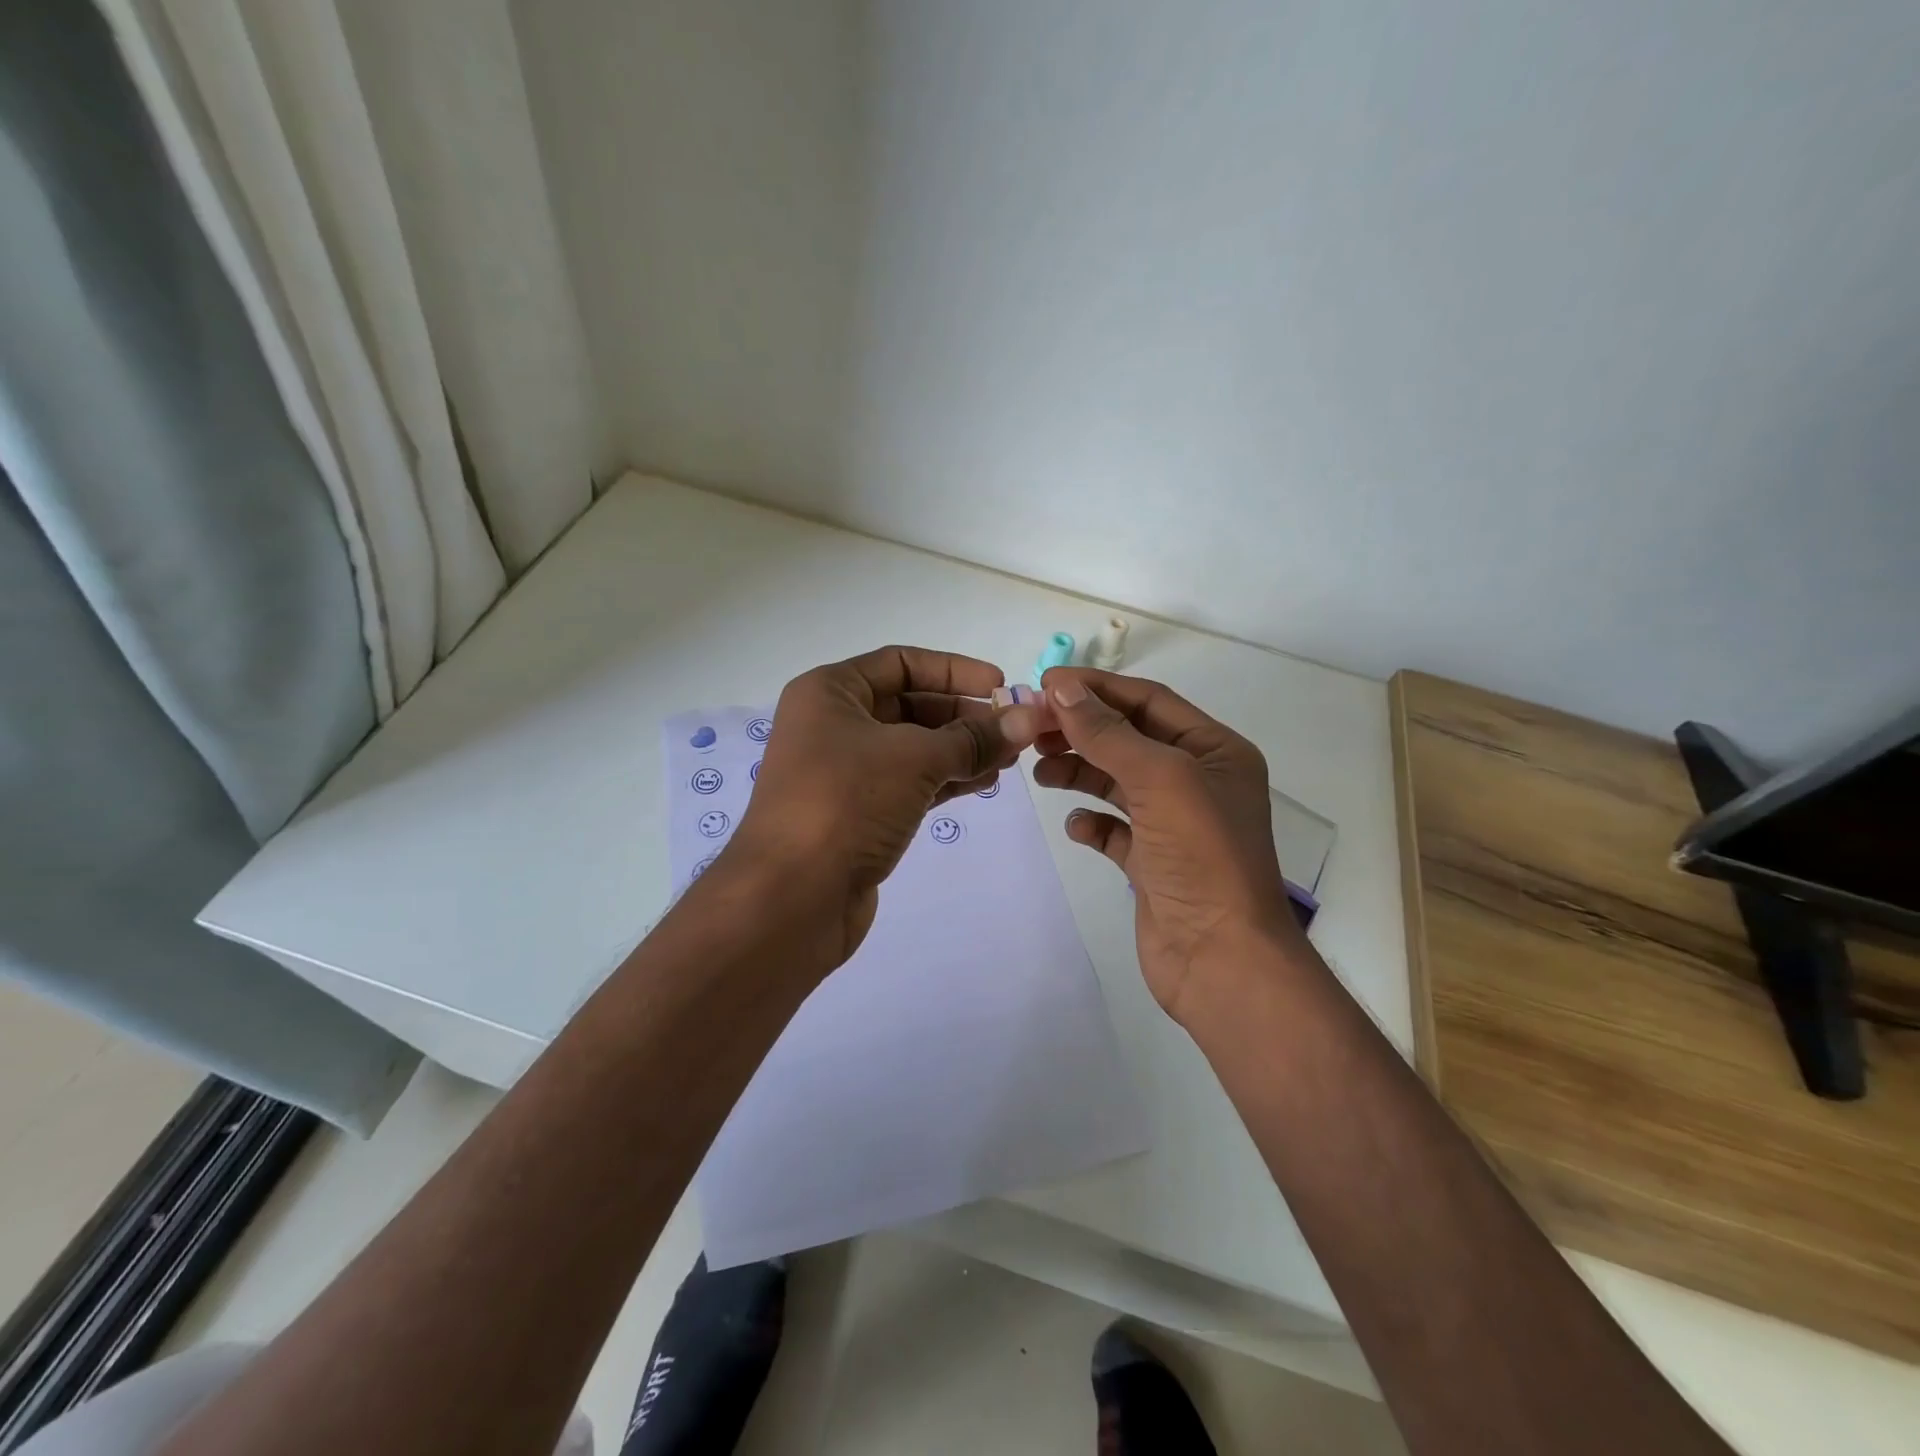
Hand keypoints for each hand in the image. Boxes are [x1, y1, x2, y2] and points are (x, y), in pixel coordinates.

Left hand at [723, 645, 1023, 963]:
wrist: (792, 897)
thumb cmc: (847, 803)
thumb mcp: (915, 758)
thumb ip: (973, 738)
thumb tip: (1027, 719)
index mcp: (830, 692)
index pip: (901, 663)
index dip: (955, 671)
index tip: (1001, 686)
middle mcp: (833, 725)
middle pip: (909, 705)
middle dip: (964, 715)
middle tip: (1015, 729)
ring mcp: (844, 772)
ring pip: (913, 748)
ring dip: (961, 749)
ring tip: (1011, 758)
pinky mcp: (858, 813)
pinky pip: (909, 782)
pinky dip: (946, 779)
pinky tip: (985, 781)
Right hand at [1011, 668, 1305, 1022]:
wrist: (1222, 960)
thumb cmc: (1202, 857)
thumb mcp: (1160, 779)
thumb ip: (1107, 733)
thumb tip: (1061, 689)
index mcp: (1214, 751)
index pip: (1148, 701)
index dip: (1096, 689)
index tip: (1044, 683)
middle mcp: (1197, 781)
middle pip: (1128, 738)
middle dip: (1081, 730)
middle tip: (1031, 728)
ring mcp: (1175, 825)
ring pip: (1117, 781)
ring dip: (1079, 771)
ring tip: (1041, 772)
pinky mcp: (1153, 863)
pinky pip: (1114, 830)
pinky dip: (1092, 822)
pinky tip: (1076, 825)